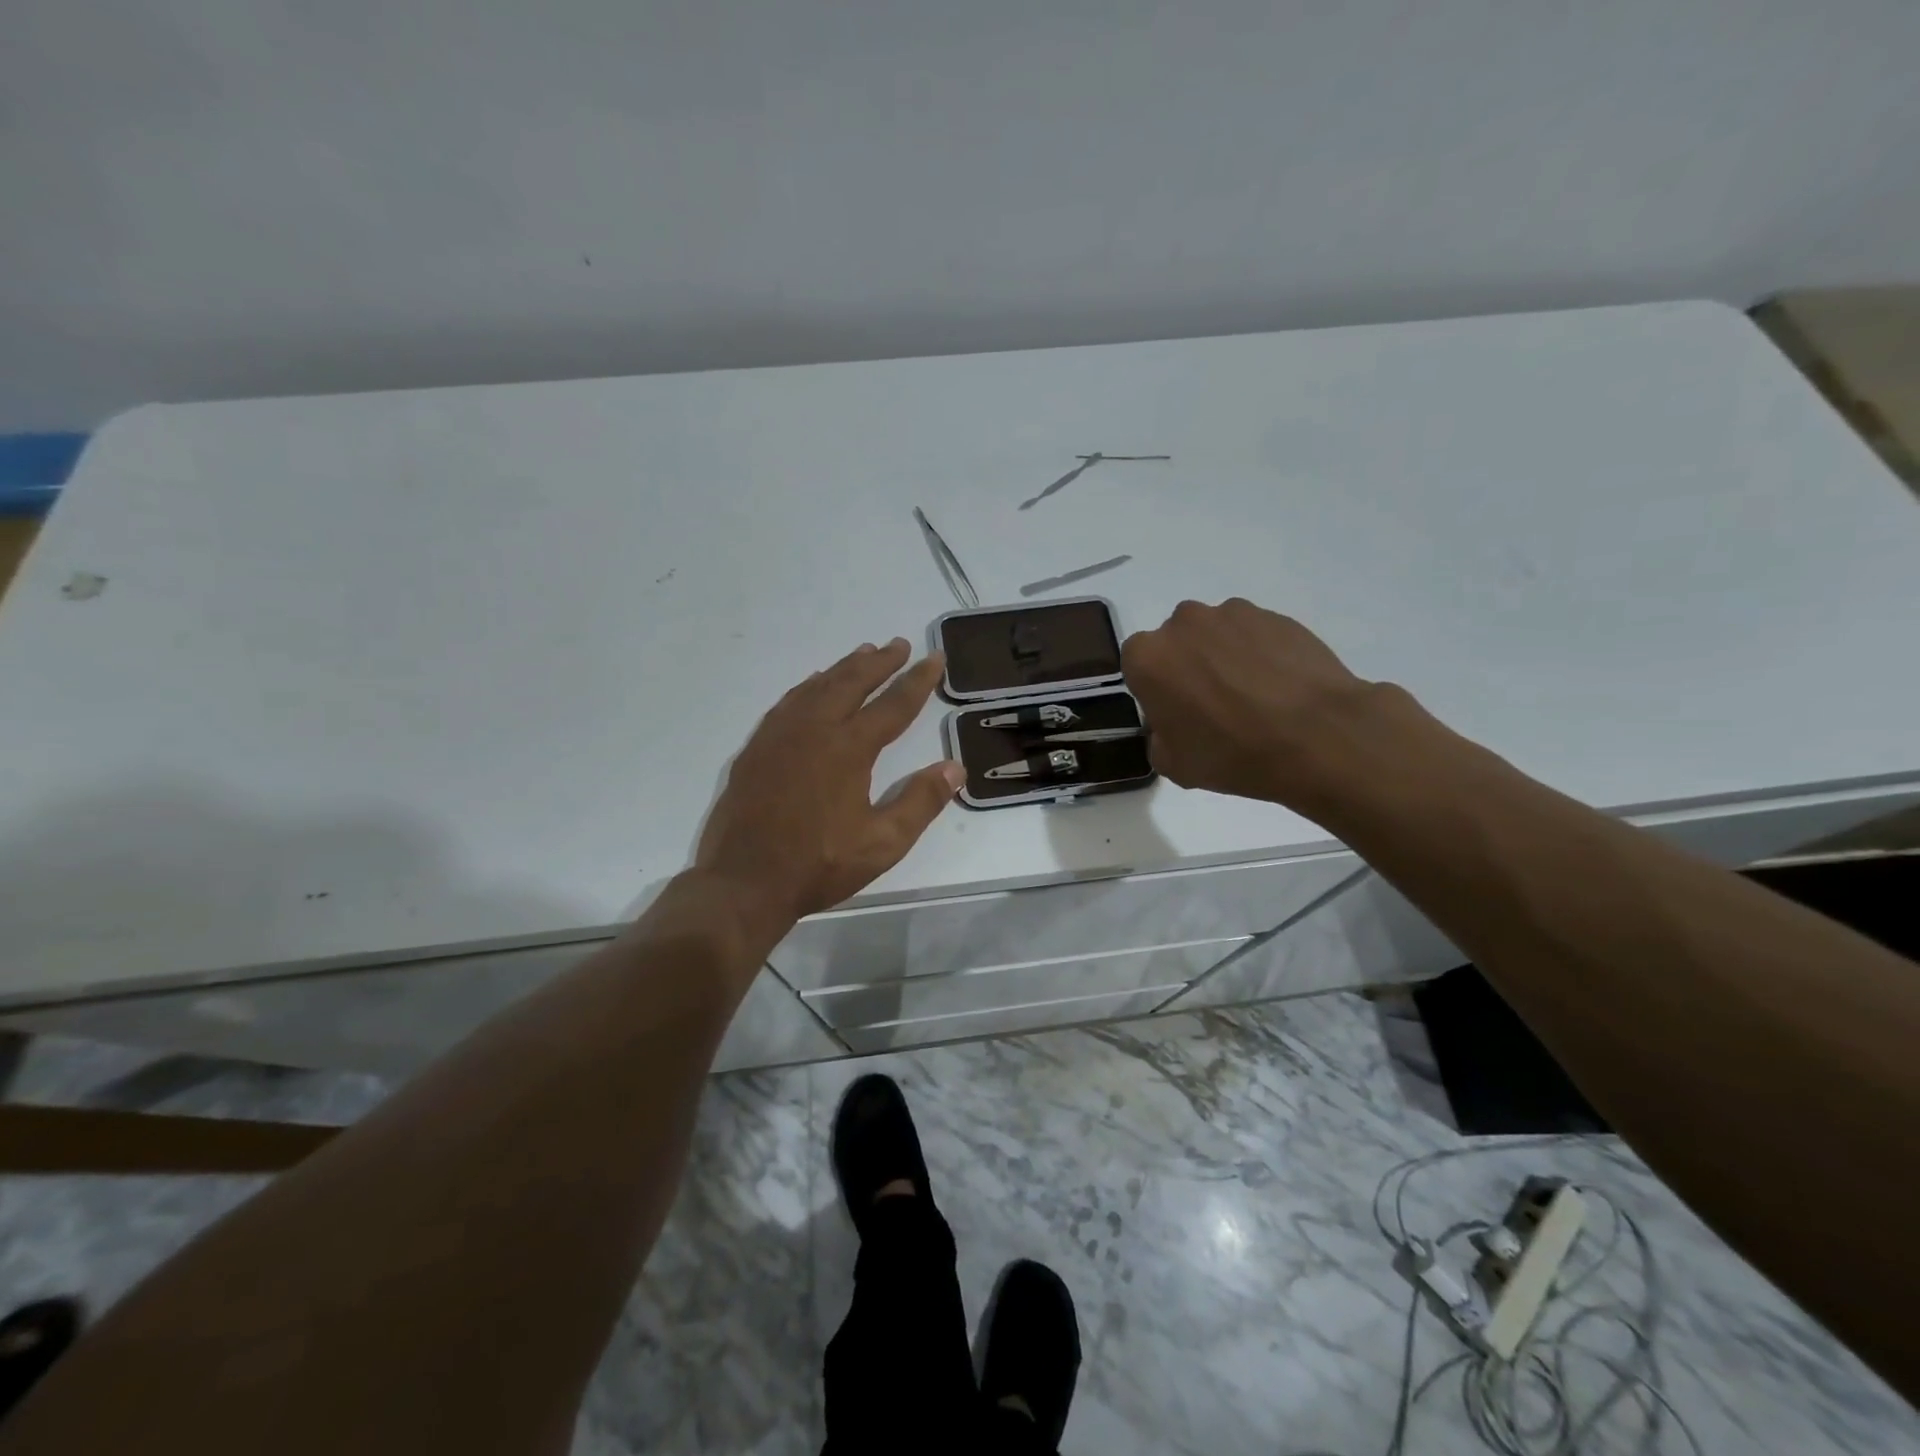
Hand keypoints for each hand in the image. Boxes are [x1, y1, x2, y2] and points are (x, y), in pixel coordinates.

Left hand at [695, 638, 964, 926]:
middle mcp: (814, 729)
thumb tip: (955, 768)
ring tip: (863, 653)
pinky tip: (813, 687)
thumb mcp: (883, 843)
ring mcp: (780, 735)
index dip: (917, 681)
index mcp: (849, 748)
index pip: (893, 705)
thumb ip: (921, 801)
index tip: (934, 658)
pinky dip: (809, 686)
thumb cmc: (819, 864)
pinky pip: (788, 702)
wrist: (744, 881)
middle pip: (852, 683)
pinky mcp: (757, 748)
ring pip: (817, 687)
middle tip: (899, 645)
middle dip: (880, 662)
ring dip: (844, 668)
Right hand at [1121, 598, 1380, 807]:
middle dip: (1188, 667)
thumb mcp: (1174, 765)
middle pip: (1176, 643)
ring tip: (1254, 696)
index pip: (1137, 666)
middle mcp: (1183, 624)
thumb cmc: (1233, 753)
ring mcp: (1232, 614)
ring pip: (1215, 635)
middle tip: (1214, 705)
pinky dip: (1260, 654)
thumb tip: (1171, 725)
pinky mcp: (1275, 615)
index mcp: (1148, 658)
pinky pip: (1254, 634)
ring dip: (1224, 658)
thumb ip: (1158, 738)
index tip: (1175, 714)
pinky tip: (1280, 687)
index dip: (1155, 690)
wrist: (1318, 736)